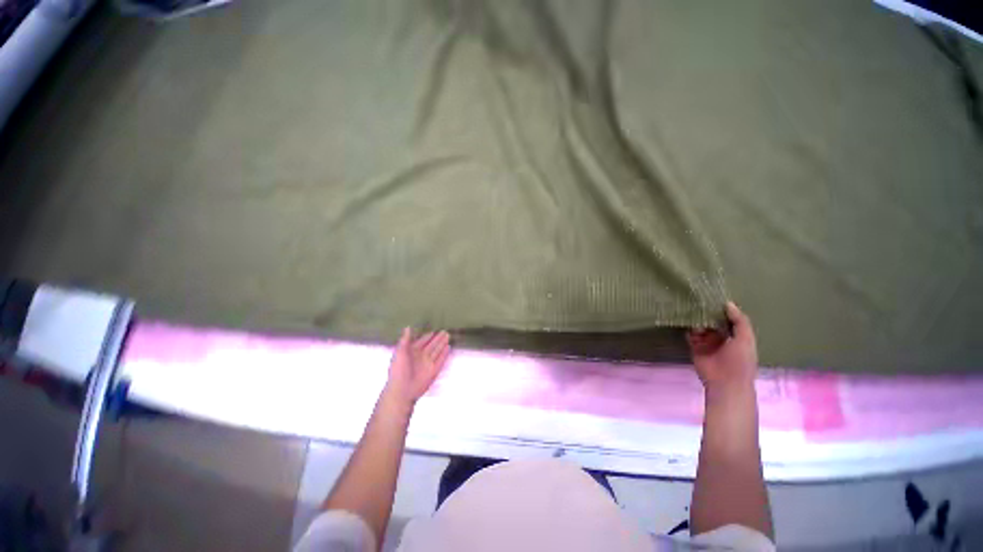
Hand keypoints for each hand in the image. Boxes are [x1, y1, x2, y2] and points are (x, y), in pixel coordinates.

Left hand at [383, 328, 450, 409]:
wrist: (402, 390)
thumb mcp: (400, 352)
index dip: (427, 337)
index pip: (421, 342)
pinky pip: (441, 360)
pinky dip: (445, 354)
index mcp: (412, 352)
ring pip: (437, 351)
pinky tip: (448, 347)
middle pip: (431, 345)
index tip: (433, 331)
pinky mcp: (434, 371)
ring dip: (442, 344)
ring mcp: (428, 364)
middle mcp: (421, 357)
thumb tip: (408, 327)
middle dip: (437, 339)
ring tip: (448, 336)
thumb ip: (405, 340)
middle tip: (444, 331)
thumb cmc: (398, 370)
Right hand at [687, 302, 757, 393]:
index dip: (721, 309)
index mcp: (735, 335)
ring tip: (694, 317)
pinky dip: (688, 330)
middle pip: (711, 321)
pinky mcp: (694, 347)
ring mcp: (707, 342)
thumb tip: (728, 303)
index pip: (727, 318)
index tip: (713, 298)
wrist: (726, 382)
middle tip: (699, 304)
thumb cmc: (740, 361)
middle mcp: (721, 337)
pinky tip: (688, 325)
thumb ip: (739, 321)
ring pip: (699, 326)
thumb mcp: (745, 339)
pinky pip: (689, 335)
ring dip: (697, 322)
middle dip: (706, 314)